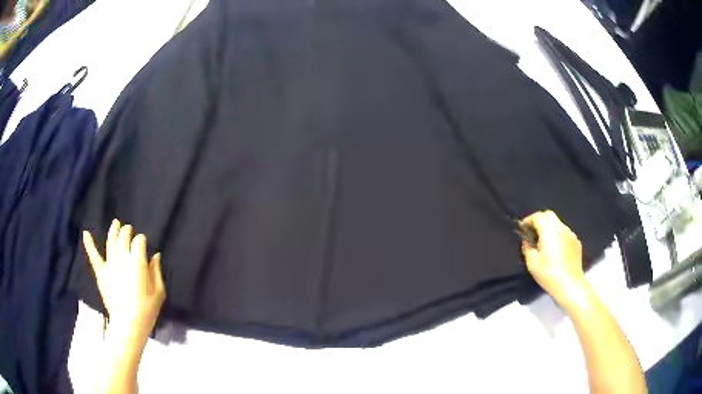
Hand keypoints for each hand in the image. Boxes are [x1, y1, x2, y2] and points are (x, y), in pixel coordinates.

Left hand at [83, 220, 165, 338]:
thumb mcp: (159, 292)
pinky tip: (85, 233)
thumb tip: (155, 256)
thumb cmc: (147, 310)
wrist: (128, 324)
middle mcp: (122, 257)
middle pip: (124, 237)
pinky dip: (89, 244)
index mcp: (137, 260)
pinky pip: (94, 256)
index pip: (139, 241)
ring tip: (116, 223)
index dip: (141, 241)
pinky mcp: (101, 273)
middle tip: (129, 230)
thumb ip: (157, 272)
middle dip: (127, 231)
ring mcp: (110, 264)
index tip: (143, 245)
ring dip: (114, 230)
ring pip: (111, 241)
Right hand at [521, 210, 587, 307]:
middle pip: (549, 215)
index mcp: (549, 230)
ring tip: (544, 242)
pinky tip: (556, 250)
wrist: (570, 284)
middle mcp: (561, 227)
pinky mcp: (576, 242)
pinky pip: (565, 233)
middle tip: (533, 232)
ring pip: (558, 224)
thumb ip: (527, 248)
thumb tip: (527, 241)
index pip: (537, 216)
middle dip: (539, 220)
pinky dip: (558, 236)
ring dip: (550, 228)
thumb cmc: (549, 273)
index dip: (528, 220)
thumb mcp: (532, 263)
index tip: (522, 228)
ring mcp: (570, 234)